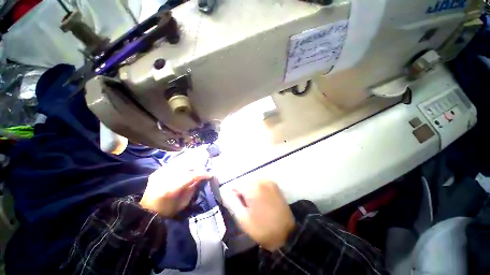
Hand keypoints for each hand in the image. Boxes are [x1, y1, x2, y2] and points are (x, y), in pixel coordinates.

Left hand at [140, 167, 210, 217]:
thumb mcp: (183, 202)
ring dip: (190, 165)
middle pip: (186, 167)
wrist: (146, 212)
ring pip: (179, 163)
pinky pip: (172, 165)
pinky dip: (181, 166)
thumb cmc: (167, 211)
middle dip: (197, 168)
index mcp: (171, 188)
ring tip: (196, 168)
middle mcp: (165, 178)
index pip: (191, 175)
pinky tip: (185, 169)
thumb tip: (201, 178)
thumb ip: (193, 188)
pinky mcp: (156, 172)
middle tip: (203, 171)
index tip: (210, 174)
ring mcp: (159, 173)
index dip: (202, 174)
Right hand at [223, 180, 294, 250]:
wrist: (287, 234)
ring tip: (251, 202)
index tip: (236, 204)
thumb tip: (224, 190)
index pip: (235, 184)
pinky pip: (259, 182)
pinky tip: (259, 199)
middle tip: (244, 205)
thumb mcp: (243, 219)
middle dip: (240, 191)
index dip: (233, 194)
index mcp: (253, 188)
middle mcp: (261, 180)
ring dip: (248, 189)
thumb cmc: (262, 229)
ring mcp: (269, 181)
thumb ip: (232, 202)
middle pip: (243, 181)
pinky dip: (256, 188)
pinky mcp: (274, 184)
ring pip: (251, 180)